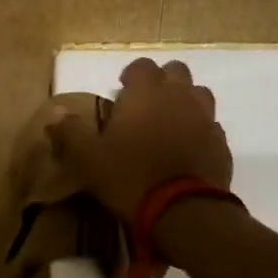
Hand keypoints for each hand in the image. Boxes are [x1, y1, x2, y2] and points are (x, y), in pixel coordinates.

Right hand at [47, 57, 232, 221]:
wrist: (184, 212)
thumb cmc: (130, 177)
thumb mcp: (88, 159)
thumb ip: (70, 133)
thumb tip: (56, 114)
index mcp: (147, 92)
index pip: (141, 65)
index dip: (130, 76)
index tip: (121, 93)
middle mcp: (180, 96)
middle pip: (176, 71)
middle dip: (161, 82)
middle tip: (145, 106)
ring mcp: (206, 118)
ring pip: (198, 94)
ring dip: (184, 102)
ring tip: (169, 125)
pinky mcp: (222, 143)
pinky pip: (211, 126)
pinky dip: (199, 131)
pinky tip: (187, 150)